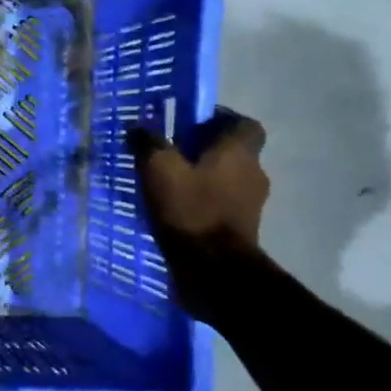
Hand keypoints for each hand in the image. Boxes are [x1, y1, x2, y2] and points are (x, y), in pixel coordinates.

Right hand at [129, 111, 268, 315]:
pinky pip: (220, 205)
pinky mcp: (240, 230)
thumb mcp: (158, 169)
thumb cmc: (190, 210)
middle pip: (231, 152)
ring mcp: (250, 204)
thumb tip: (138, 126)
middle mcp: (252, 173)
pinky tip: (174, 211)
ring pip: (225, 179)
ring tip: (166, 185)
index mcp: (239, 152)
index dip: (218, 119)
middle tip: (169, 154)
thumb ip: (148, 143)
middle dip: (203, 151)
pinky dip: (201, 203)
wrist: (213, 271)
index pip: (243, 123)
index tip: (189, 125)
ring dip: (201, 178)